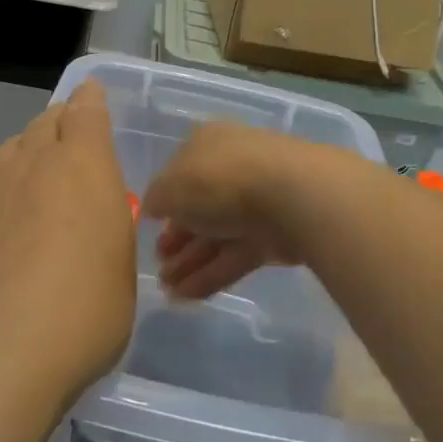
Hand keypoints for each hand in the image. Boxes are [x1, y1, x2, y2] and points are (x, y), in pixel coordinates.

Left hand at [0, 80, 136, 408]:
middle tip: (67, 144)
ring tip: (32, 189)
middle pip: (42, 126)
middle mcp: (28, 165)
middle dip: (57, 127)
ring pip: (6, 157)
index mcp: (81, 167)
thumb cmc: (79, 314)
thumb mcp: (118, 273)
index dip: (89, 101)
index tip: (90, 97)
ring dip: (23, 161)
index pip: (85, 112)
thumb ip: (104, 234)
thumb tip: (87, 229)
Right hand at [145, 123, 323, 300]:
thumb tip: (153, 207)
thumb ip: (157, 199)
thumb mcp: (171, 186)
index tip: (151, 227)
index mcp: (207, 144)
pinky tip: (186, 297)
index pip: (180, 171)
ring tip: (166, 291)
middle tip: (159, 265)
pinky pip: (234, 256)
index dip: (164, 201)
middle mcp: (232, 168)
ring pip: (217, 235)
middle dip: (177, 238)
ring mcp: (256, 203)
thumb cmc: (220, 180)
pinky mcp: (273, 237)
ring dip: (190, 262)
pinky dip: (211, 275)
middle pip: (200, 207)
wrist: (292, 197)